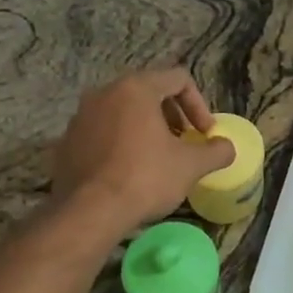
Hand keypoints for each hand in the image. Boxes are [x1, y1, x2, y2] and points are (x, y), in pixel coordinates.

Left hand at [52, 68, 235, 236]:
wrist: (89, 213)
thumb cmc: (145, 178)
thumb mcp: (191, 165)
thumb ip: (216, 151)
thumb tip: (226, 147)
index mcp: (136, 88)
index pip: (178, 79)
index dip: (199, 105)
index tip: (204, 133)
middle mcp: (104, 93)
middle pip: (148, 92)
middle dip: (171, 115)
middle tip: (183, 141)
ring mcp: (80, 116)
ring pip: (122, 112)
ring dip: (144, 128)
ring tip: (156, 157)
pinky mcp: (66, 142)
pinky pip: (101, 133)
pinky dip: (119, 143)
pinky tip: (127, 171)